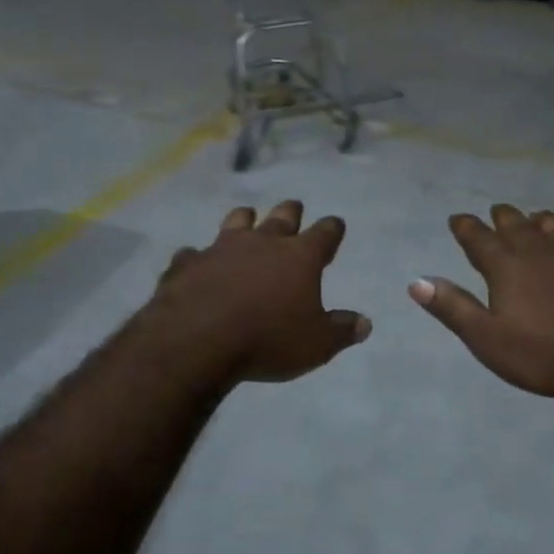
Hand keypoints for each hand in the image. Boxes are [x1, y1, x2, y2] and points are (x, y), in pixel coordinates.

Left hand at [147, 200, 369, 383]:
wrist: (197, 340)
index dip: (332, 229)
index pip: (324, 233)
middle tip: (294, 208)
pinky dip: (199, 257)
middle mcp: (262, 243)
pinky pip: (194, 253)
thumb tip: (364, 323)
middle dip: (291, 212)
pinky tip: (196, 263)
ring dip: (245, 220)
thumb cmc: (267, 340)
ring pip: (237, 221)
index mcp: (299, 257)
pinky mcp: (188, 263)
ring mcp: (221, 248)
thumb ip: (342, 331)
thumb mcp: (316, 344)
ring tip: (247, 219)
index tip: (335, 225)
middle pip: (282, 217)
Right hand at [408, 205, 553, 405]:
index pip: (479, 238)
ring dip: (546, 223)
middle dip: (504, 217)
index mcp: (507, 267)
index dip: (466, 227)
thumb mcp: (486, 338)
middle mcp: (541, 253)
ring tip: (540, 218)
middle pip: (518, 226)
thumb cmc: (543, 355)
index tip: (457, 219)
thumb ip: (453, 307)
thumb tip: (417, 281)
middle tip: (497, 212)